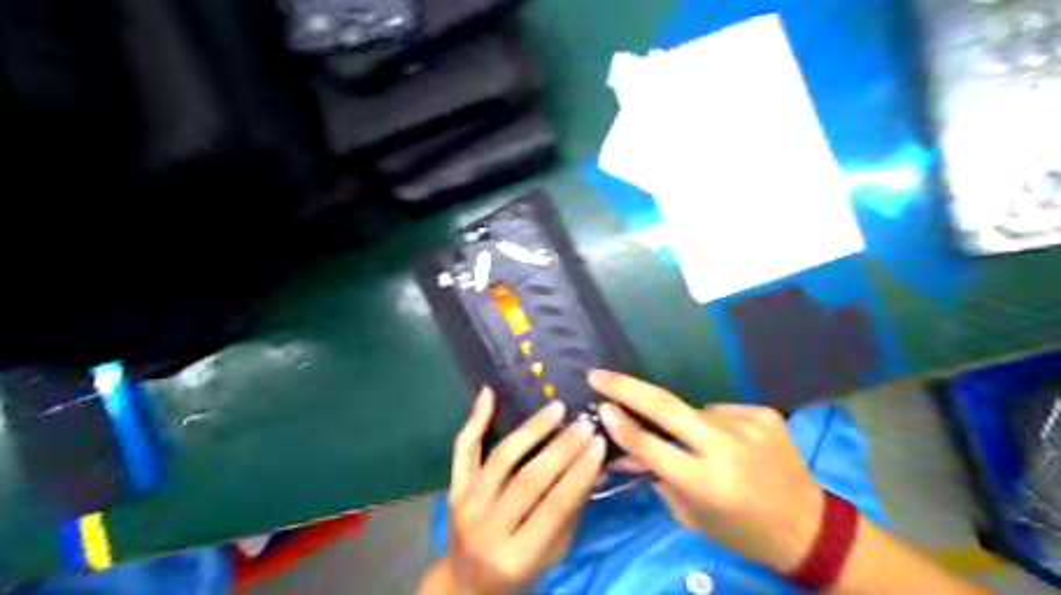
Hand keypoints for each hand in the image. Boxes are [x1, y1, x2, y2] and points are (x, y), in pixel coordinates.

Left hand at [439, 389, 604, 593]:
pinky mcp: (453, 489)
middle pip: (529, 479)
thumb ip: (572, 510)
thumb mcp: (553, 553)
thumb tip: (596, 466)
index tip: (599, 442)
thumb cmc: (519, 570)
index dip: (580, 472)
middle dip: (562, 447)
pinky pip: (463, 451)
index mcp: (518, 555)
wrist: (466, 583)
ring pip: (501, 458)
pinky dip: (474, 420)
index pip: (555, 506)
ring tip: (556, 408)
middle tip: (584, 422)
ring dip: (531, 429)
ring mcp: (467, 505)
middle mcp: (488, 528)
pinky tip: (489, 393)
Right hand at [593, 370, 822, 574]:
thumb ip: (655, 477)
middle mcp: (724, 448)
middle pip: (665, 405)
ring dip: (686, 423)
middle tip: (598, 374)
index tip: (600, 406)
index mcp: (704, 482)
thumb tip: (620, 449)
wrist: (807, 526)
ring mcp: (746, 425)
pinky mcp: (763, 413)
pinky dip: (715, 424)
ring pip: (694, 410)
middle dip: (625, 387)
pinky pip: (721, 411)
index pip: (650, 446)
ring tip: (702, 444)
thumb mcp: (689, 515)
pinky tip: (731, 443)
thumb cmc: (738, 530)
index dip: (621, 426)